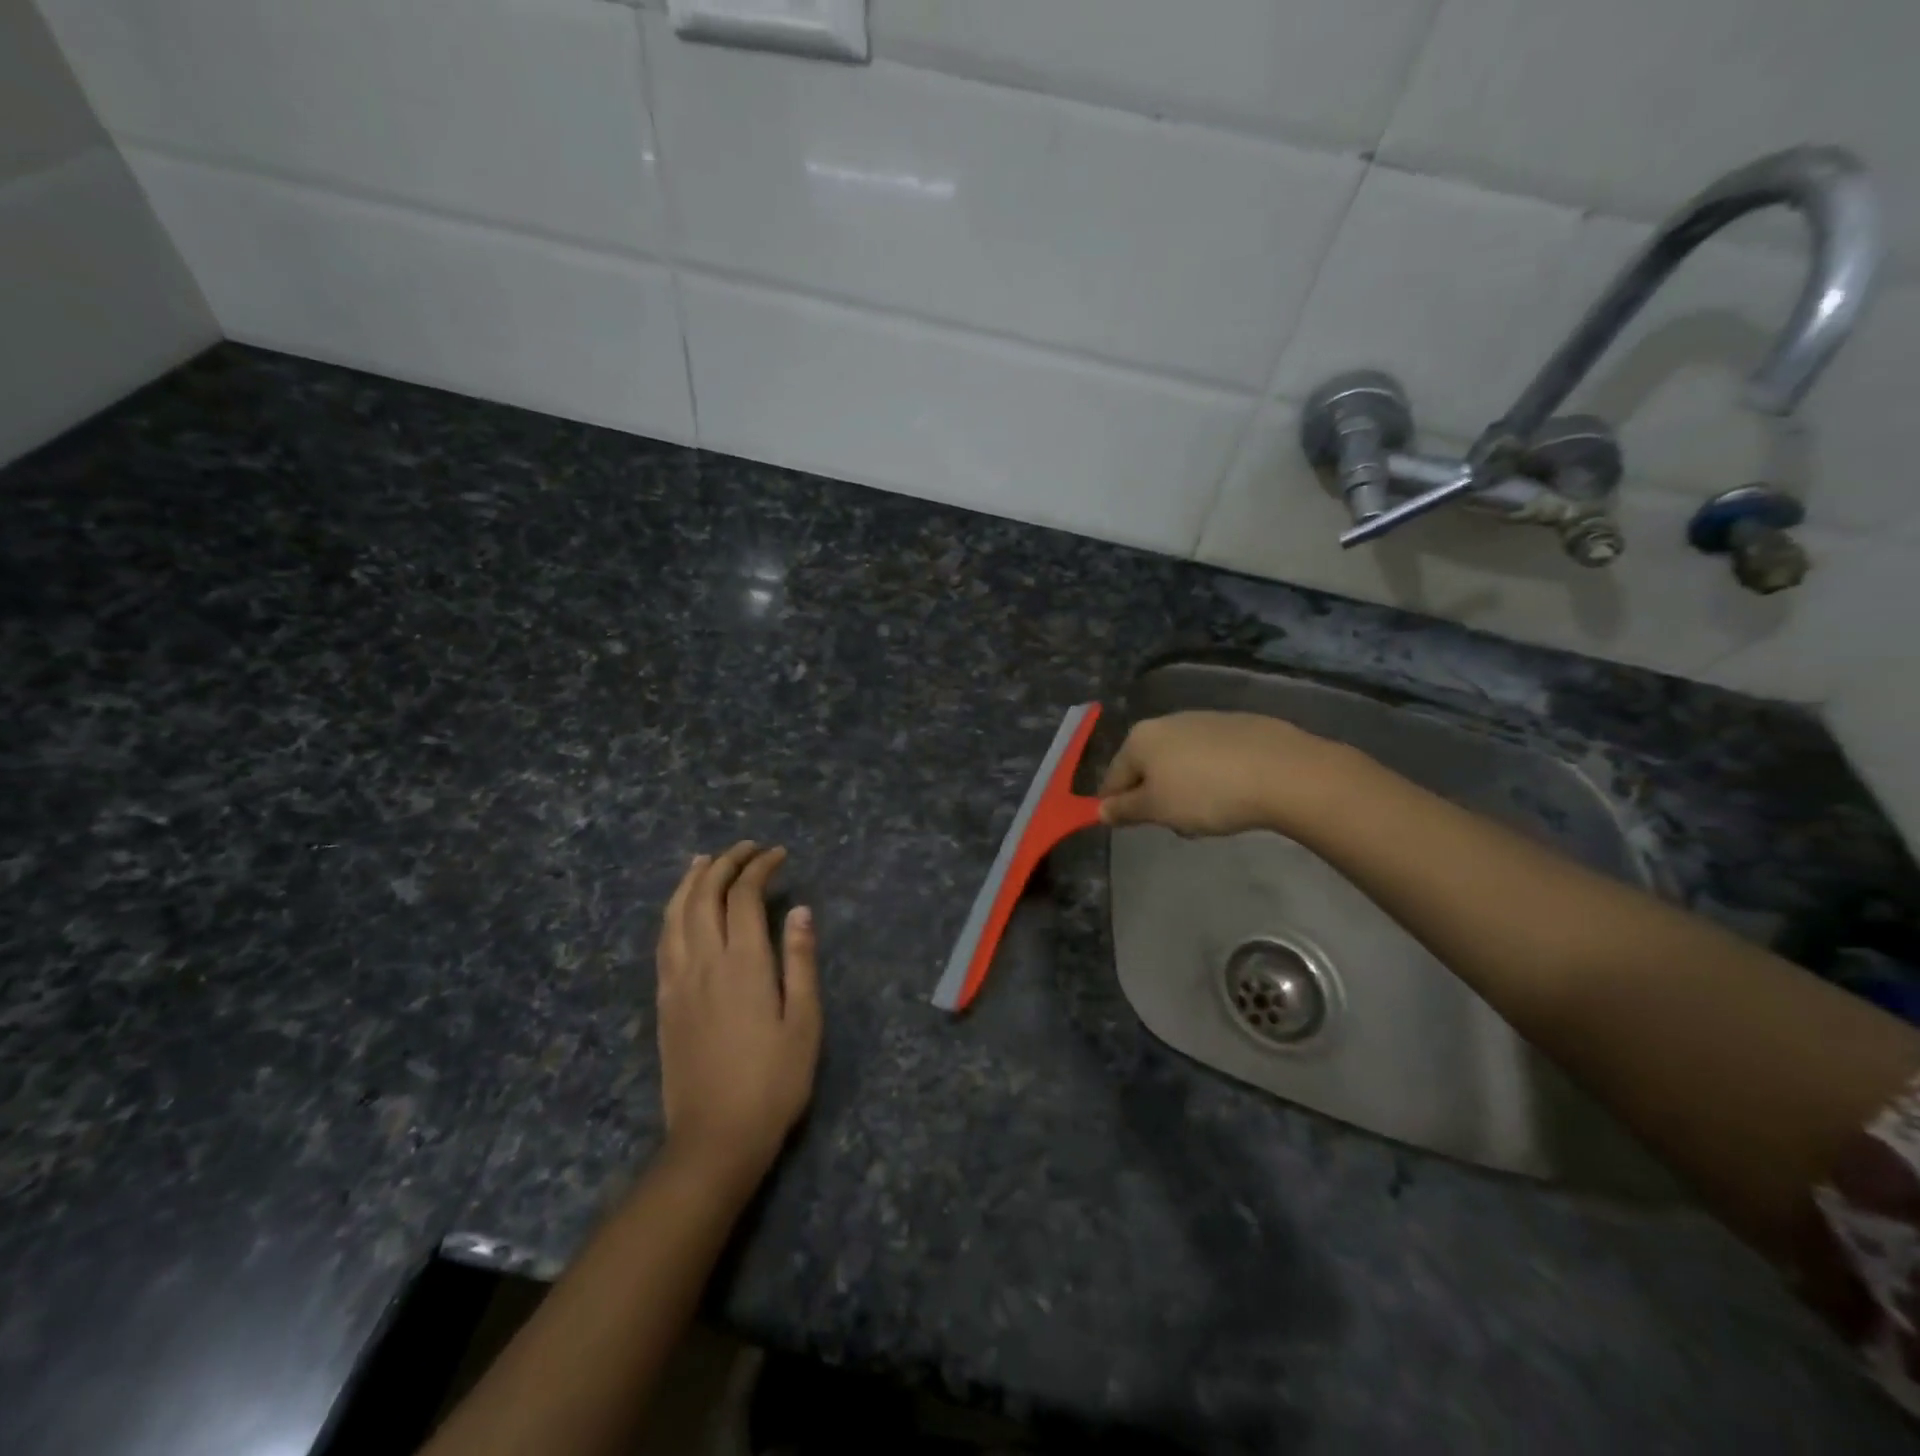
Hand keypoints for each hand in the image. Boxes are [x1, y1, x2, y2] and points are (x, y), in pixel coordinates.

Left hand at [656, 842, 821, 1190]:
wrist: (715, 1138)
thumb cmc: (773, 1082)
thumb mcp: (804, 1022)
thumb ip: (801, 961)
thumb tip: (801, 910)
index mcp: (744, 963)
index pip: (745, 896)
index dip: (760, 867)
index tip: (778, 854)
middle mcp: (704, 962)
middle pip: (705, 895)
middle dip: (725, 863)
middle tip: (746, 848)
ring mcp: (677, 981)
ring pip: (676, 914)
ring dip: (690, 880)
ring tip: (705, 860)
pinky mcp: (664, 1002)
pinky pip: (663, 941)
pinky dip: (672, 912)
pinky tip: (680, 909)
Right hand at [1099, 711, 1351, 837]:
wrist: (1283, 772)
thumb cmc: (1206, 794)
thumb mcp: (1157, 810)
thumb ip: (1124, 810)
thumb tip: (1100, 810)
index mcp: (1140, 738)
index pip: (1113, 777)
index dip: (1119, 806)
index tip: (1136, 827)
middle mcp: (1167, 721)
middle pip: (1147, 767)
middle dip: (1156, 797)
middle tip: (1179, 824)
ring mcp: (1204, 720)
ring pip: (1179, 762)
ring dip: (1184, 789)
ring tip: (1211, 813)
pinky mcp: (1238, 726)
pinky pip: (1211, 757)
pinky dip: (1213, 776)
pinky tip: (1234, 794)